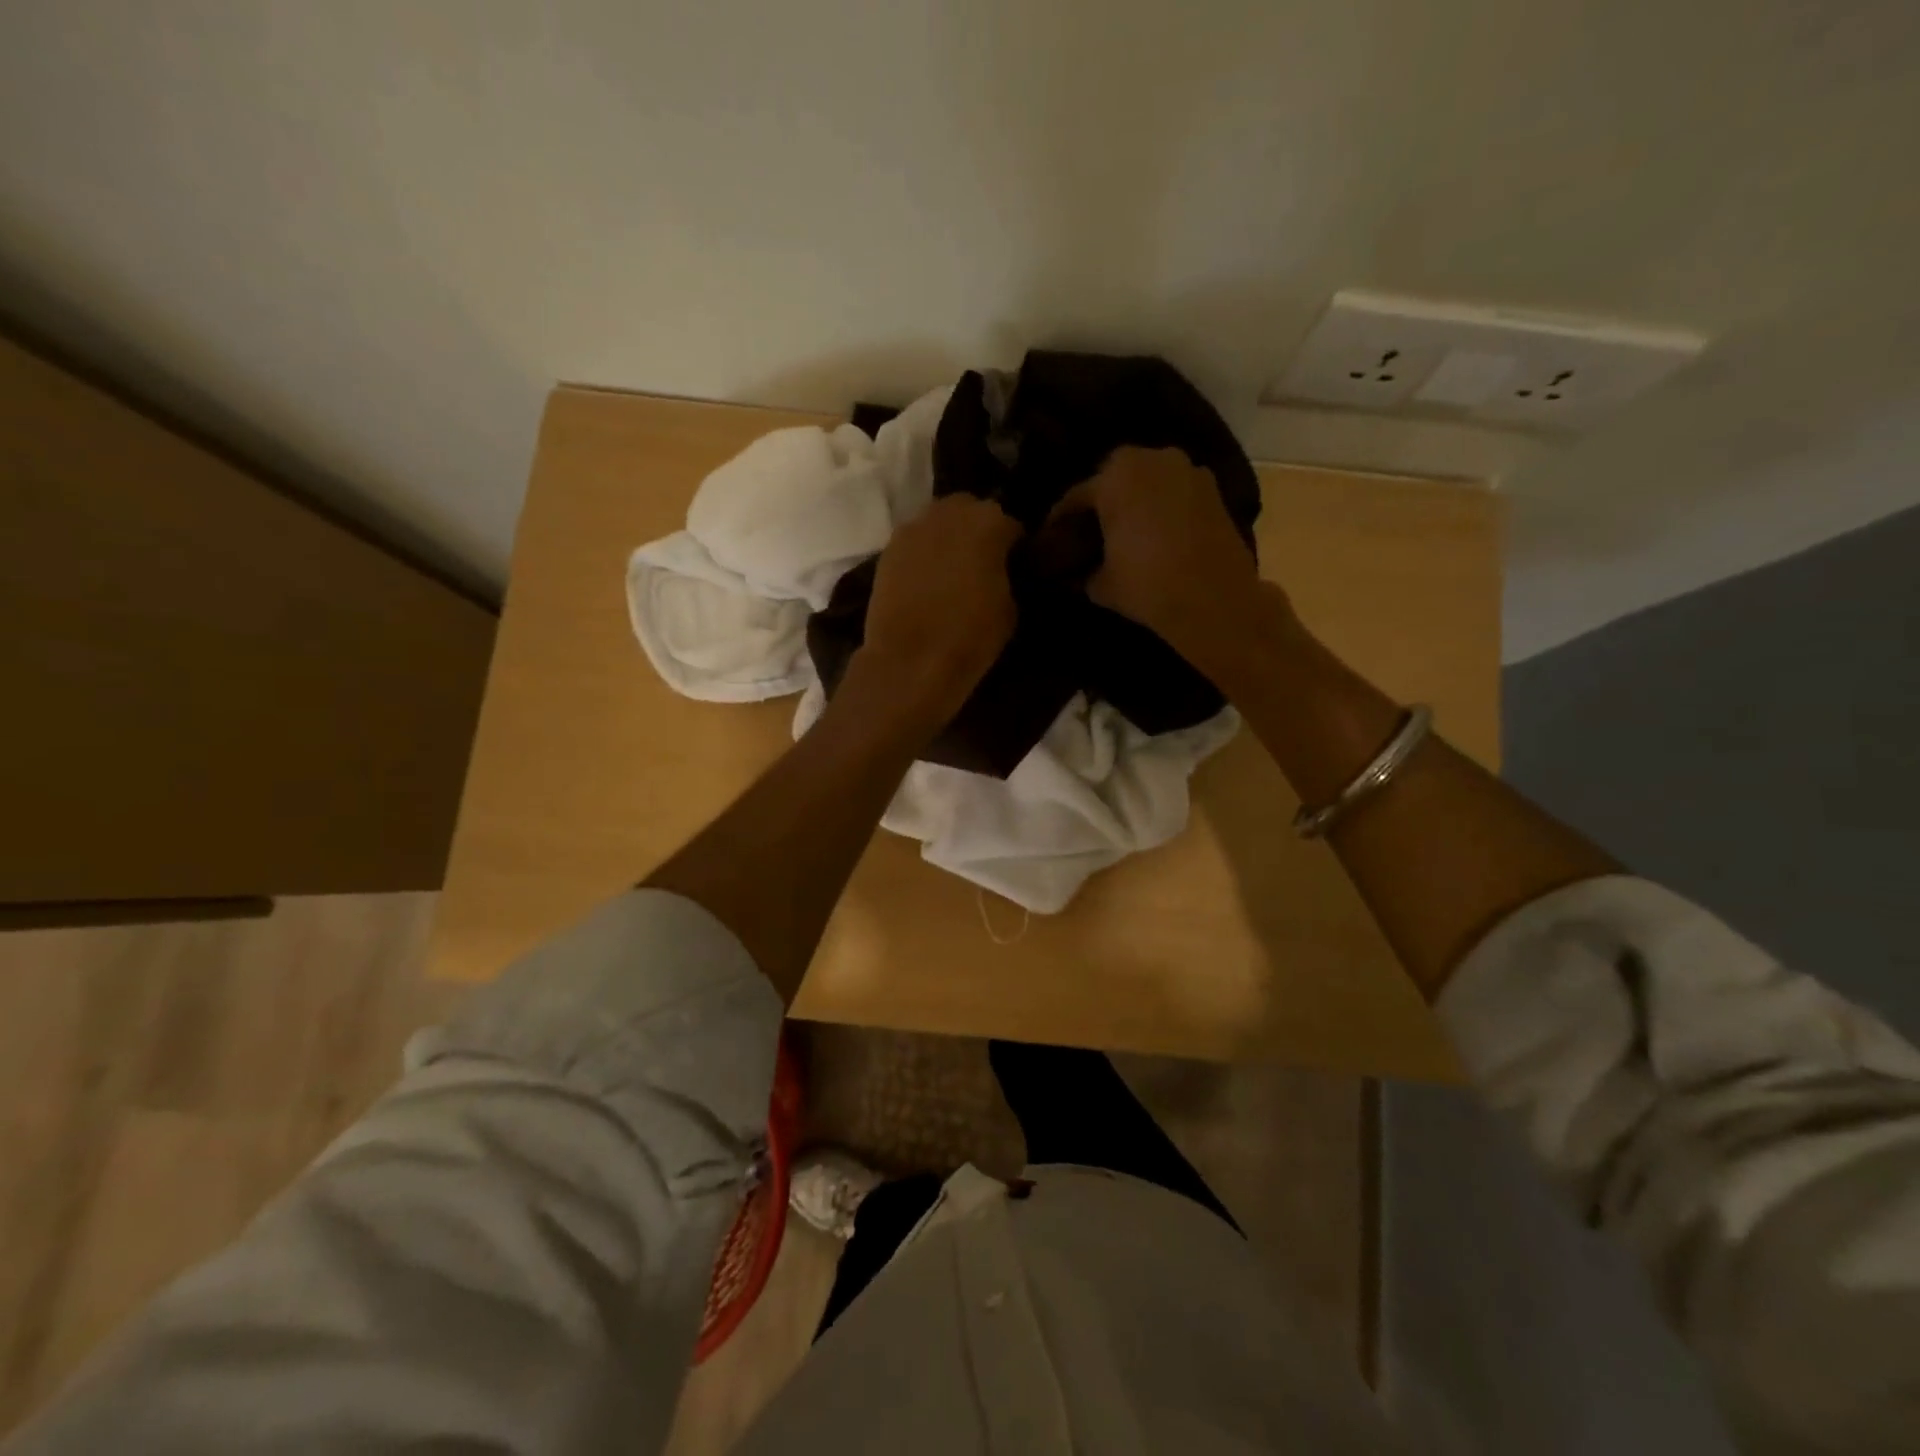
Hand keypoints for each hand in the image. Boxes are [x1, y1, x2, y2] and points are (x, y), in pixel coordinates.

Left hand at [845, 494, 1021, 733]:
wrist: (910, 662)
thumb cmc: (970, 636)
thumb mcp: (1009, 608)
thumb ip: (1004, 576)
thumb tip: (998, 572)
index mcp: (989, 522)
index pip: (1010, 525)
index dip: (1013, 546)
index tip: (1013, 566)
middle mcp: (948, 513)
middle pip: (968, 511)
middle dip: (976, 531)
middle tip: (980, 563)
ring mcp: (912, 529)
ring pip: (937, 523)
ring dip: (946, 539)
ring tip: (951, 571)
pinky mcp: (887, 551)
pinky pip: (913, 544)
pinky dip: (922, 555)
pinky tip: (926, 581)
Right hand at [1054, 446, 1268, 666]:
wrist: (1212, 598)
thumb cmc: (1146, 584)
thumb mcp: (1100, 584)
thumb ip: (1084, 571)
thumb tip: (1078, 572)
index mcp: (1114, 478)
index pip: (1076, 497)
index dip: (1061, 520)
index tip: (1052, 537)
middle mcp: (1151, 460)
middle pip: (1115, 476)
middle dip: (1103, 498)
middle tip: (1094, 529)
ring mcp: (1187, 470)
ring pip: (1150, 479)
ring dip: (1138, 498)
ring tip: (1129, 529)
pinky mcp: (1213, 489)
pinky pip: (1176, 491)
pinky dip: (1165, 505)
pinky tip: (1159, 532)